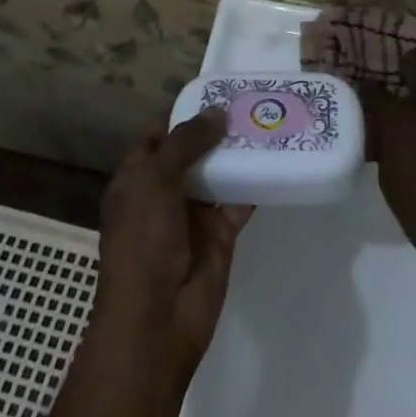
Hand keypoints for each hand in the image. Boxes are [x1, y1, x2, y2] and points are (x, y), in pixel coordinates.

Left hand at [92, 110, 251, 377]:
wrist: (156, 321)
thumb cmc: (142, 242)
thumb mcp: (154, 181)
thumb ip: (186, 142)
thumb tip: (218, 112)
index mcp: (137, 179)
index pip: (161, 138)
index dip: (185, 117)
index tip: (217, 95)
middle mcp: (164, 194)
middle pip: (194, 153)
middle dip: (218, 132)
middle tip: (252, 102)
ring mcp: (193, 215)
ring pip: (218, 174)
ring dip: (239, 153)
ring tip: (270, 121)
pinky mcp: (220, 236)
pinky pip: (239, 201)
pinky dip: (255, 182)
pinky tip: (278, 158)